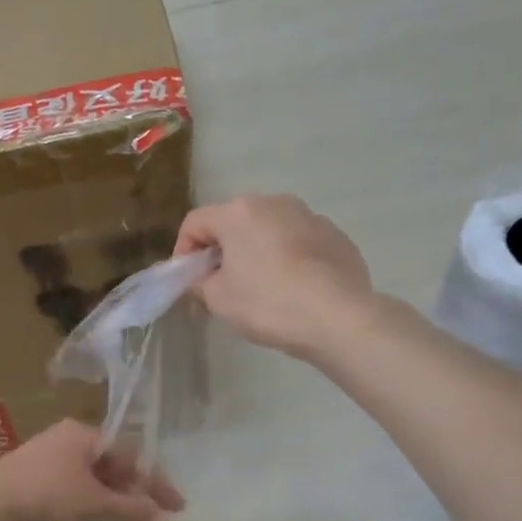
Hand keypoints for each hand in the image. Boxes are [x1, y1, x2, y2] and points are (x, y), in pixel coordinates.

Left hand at [0, 420, 183, 520]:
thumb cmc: (44, 495)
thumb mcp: (93, 503)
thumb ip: (132, 513)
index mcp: (84, 436)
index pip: (132, 457)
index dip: (157, 484)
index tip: (177, 509)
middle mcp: (66, 443)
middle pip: (112, 473)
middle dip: (134, 504)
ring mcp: (45, 463)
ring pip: (90, 487)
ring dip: (108, 511)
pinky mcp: (28, 485)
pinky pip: (66, 497)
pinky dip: (77, 514)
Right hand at [174, 194, 374, 356]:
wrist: (338, 317)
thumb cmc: (268, 303)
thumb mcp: (218, 299)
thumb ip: (199, 283)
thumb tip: (202, 278)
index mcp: (239, 212)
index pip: (195, 222)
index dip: (183, 251)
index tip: (187, 282)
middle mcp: (275, 203)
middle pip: (235, 223)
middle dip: (222, 251)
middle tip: (220, 287)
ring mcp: (310, 217)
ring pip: (270, 231)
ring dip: (258, 253)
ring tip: (261, 290)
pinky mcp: (337, 237)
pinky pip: (300, 244)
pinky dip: (289, 261)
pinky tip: (295, 291)